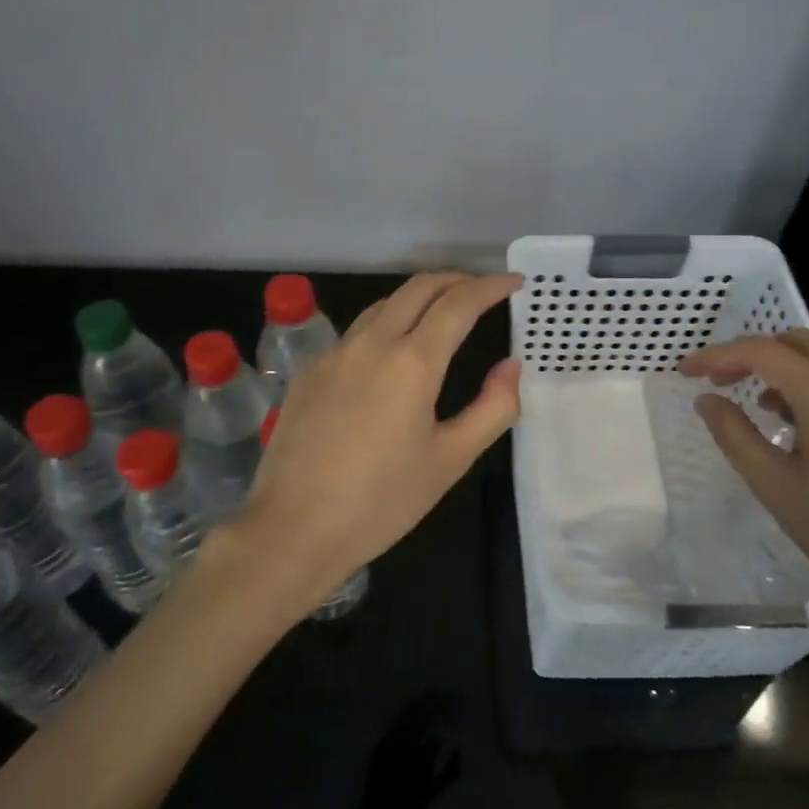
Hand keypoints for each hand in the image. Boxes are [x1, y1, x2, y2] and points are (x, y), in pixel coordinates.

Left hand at [235, 273, 521, 618]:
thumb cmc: (381, 501)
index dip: (491, 287)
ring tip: (443, 314)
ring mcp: (333, 354)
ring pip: (382, 305)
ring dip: (419, 298)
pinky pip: (355, 333)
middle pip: (418, 288)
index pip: (458, 303)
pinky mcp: (308, 372)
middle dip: (456, 280)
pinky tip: (391, 354)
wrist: (294, 528)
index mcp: (411, 362)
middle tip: (483, 291)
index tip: (515, 283)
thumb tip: (511, 366)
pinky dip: (386, 325)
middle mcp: (370, 343)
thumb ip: (492, 408)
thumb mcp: (450, 460)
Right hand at [679, 330, 808, 641]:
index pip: (760, 352)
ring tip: (761, 407)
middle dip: (752, 354)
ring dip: (787, 368)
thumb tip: (707, 400)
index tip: (685, 372)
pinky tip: (807, 429)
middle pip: (797, 343)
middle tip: (719, 383)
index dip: (716, 356)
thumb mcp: (776, 488)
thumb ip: (734, 435)